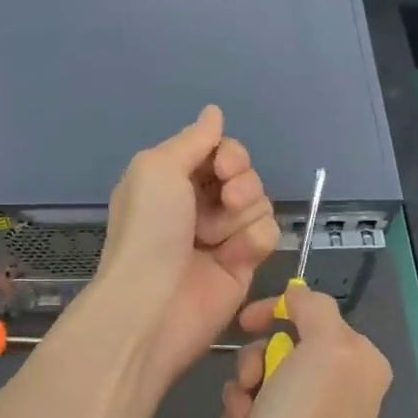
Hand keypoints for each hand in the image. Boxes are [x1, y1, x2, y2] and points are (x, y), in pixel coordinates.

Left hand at [93, 105, 279, 394]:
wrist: (153, 304)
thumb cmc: (149, 230)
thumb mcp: (158, 168)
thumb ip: (193, 139)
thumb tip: (214, 112)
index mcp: (172, 178)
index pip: (218, 149)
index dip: (229, 153)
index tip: (224, 166)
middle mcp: (197, 203)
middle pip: (244, 173)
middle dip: (241, 180)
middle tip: (226, 199)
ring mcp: (222, 234)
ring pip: (260, 201)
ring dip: (245, 211)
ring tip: (219, 234)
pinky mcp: (243, 264)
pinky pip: (268, 234)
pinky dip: (255, 240)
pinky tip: (234, 256)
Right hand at [219, 282, 391, 417]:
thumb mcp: (324, 346)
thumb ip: (314, 308)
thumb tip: (295, 296)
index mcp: (359, 361)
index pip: (310, 312)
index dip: (274, 312)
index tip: (245, 324)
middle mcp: (340, 386)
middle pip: (280, 345)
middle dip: (255, 361)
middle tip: (252, 384)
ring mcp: (309, 417)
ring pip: (259, 376)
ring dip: (242, 391)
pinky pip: (250, 408)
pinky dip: (239, 416)